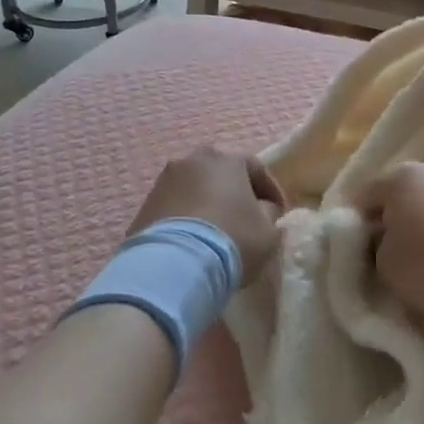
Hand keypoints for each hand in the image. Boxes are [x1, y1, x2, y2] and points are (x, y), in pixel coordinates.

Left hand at [131, 148, 286, 284]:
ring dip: (206, 203)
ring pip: (194, 187)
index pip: (256, 168)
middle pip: (220, 173)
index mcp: (227, 159)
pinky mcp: (145, 204)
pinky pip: (174, 206)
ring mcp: (165, 180)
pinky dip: (186, 217)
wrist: (176, 263)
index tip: (278, 211)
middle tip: (244, 216)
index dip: (270, 190)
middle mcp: (193, 160)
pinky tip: (193, 239)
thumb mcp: (268, 232)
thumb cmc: (232, 240)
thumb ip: (269, 214)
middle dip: (234, 191)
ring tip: (215, 230)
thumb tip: (262, 210)